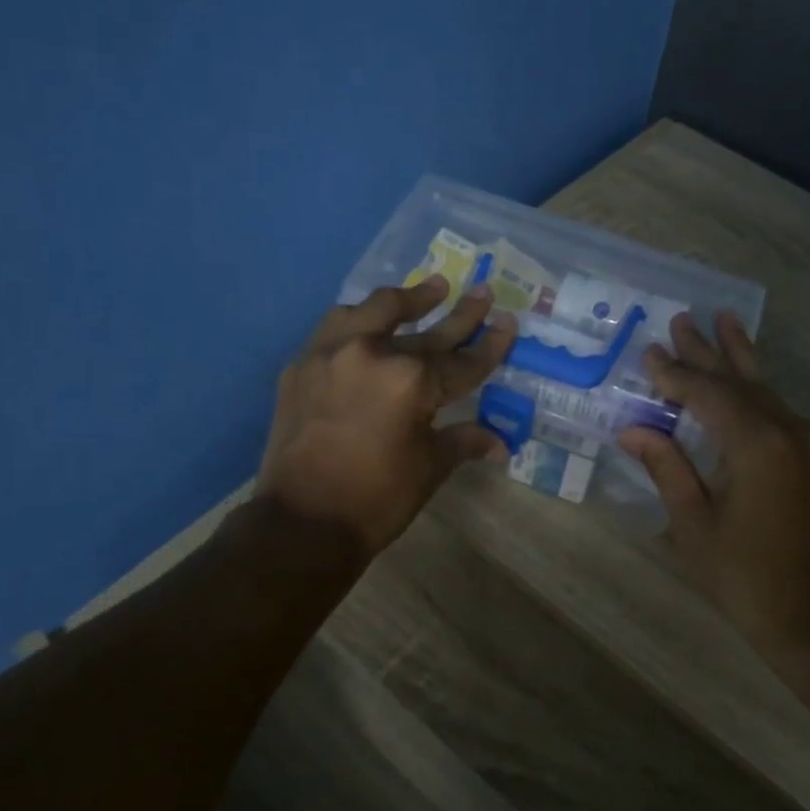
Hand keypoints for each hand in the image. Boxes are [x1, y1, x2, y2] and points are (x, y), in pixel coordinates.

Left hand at [257, 275, 517, 555]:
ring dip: (405, 300)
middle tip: (481, 292)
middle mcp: (372, 353)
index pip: (462, 362)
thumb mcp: (429, 468)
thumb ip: (463, 441)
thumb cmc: (377, 500)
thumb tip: (499, 444)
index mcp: (411, 381)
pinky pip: (336, 328)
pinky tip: (371, 323)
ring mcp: (331, 353)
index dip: (489, 346)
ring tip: (429, 288)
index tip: (507, 322)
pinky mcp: (302, 365)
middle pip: (426, 330)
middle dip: (459, 314)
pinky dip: (359, 321)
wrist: (302, 523)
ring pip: (374, 310)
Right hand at [618, 312, 809, 653]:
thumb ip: (667, 469)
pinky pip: (783, 413)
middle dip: (708, 351)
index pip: (708, 394)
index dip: (675, 374)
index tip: (649, 353)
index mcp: (757, 445)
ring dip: (740, 360)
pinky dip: (757, 393)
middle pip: (741, 381)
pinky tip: (747, 383)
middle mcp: (792, 431)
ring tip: (724, 321)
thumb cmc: (747, 579)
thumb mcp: (694, 526)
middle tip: (683, 319)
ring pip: (768, 391)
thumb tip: (633, 431)